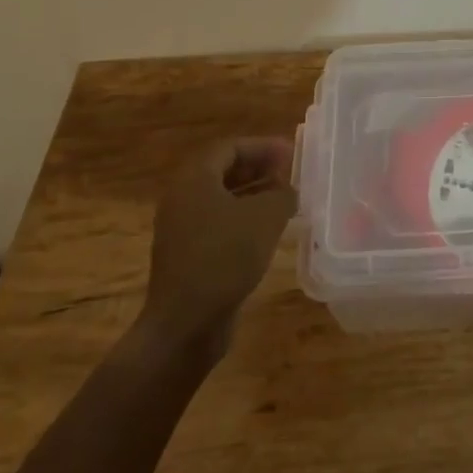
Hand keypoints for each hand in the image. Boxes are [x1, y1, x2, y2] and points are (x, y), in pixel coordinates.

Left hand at [141, 138, 295, 353]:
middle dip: (258, 169)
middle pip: (223, 170)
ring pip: (221, 199)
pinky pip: (217, 224)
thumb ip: (283, 194)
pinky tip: (267, 233)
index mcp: (195, 178)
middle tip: (289, 175)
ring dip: (253, 195)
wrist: (184, 325)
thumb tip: (288, 191)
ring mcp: (180, 229)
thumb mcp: (265, 217)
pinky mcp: (186, 256)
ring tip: (284, 201)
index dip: (263, 147)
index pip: (231, 147)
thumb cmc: (224, 257)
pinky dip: (242, 219)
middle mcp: (182, 197)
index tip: (291, 154)